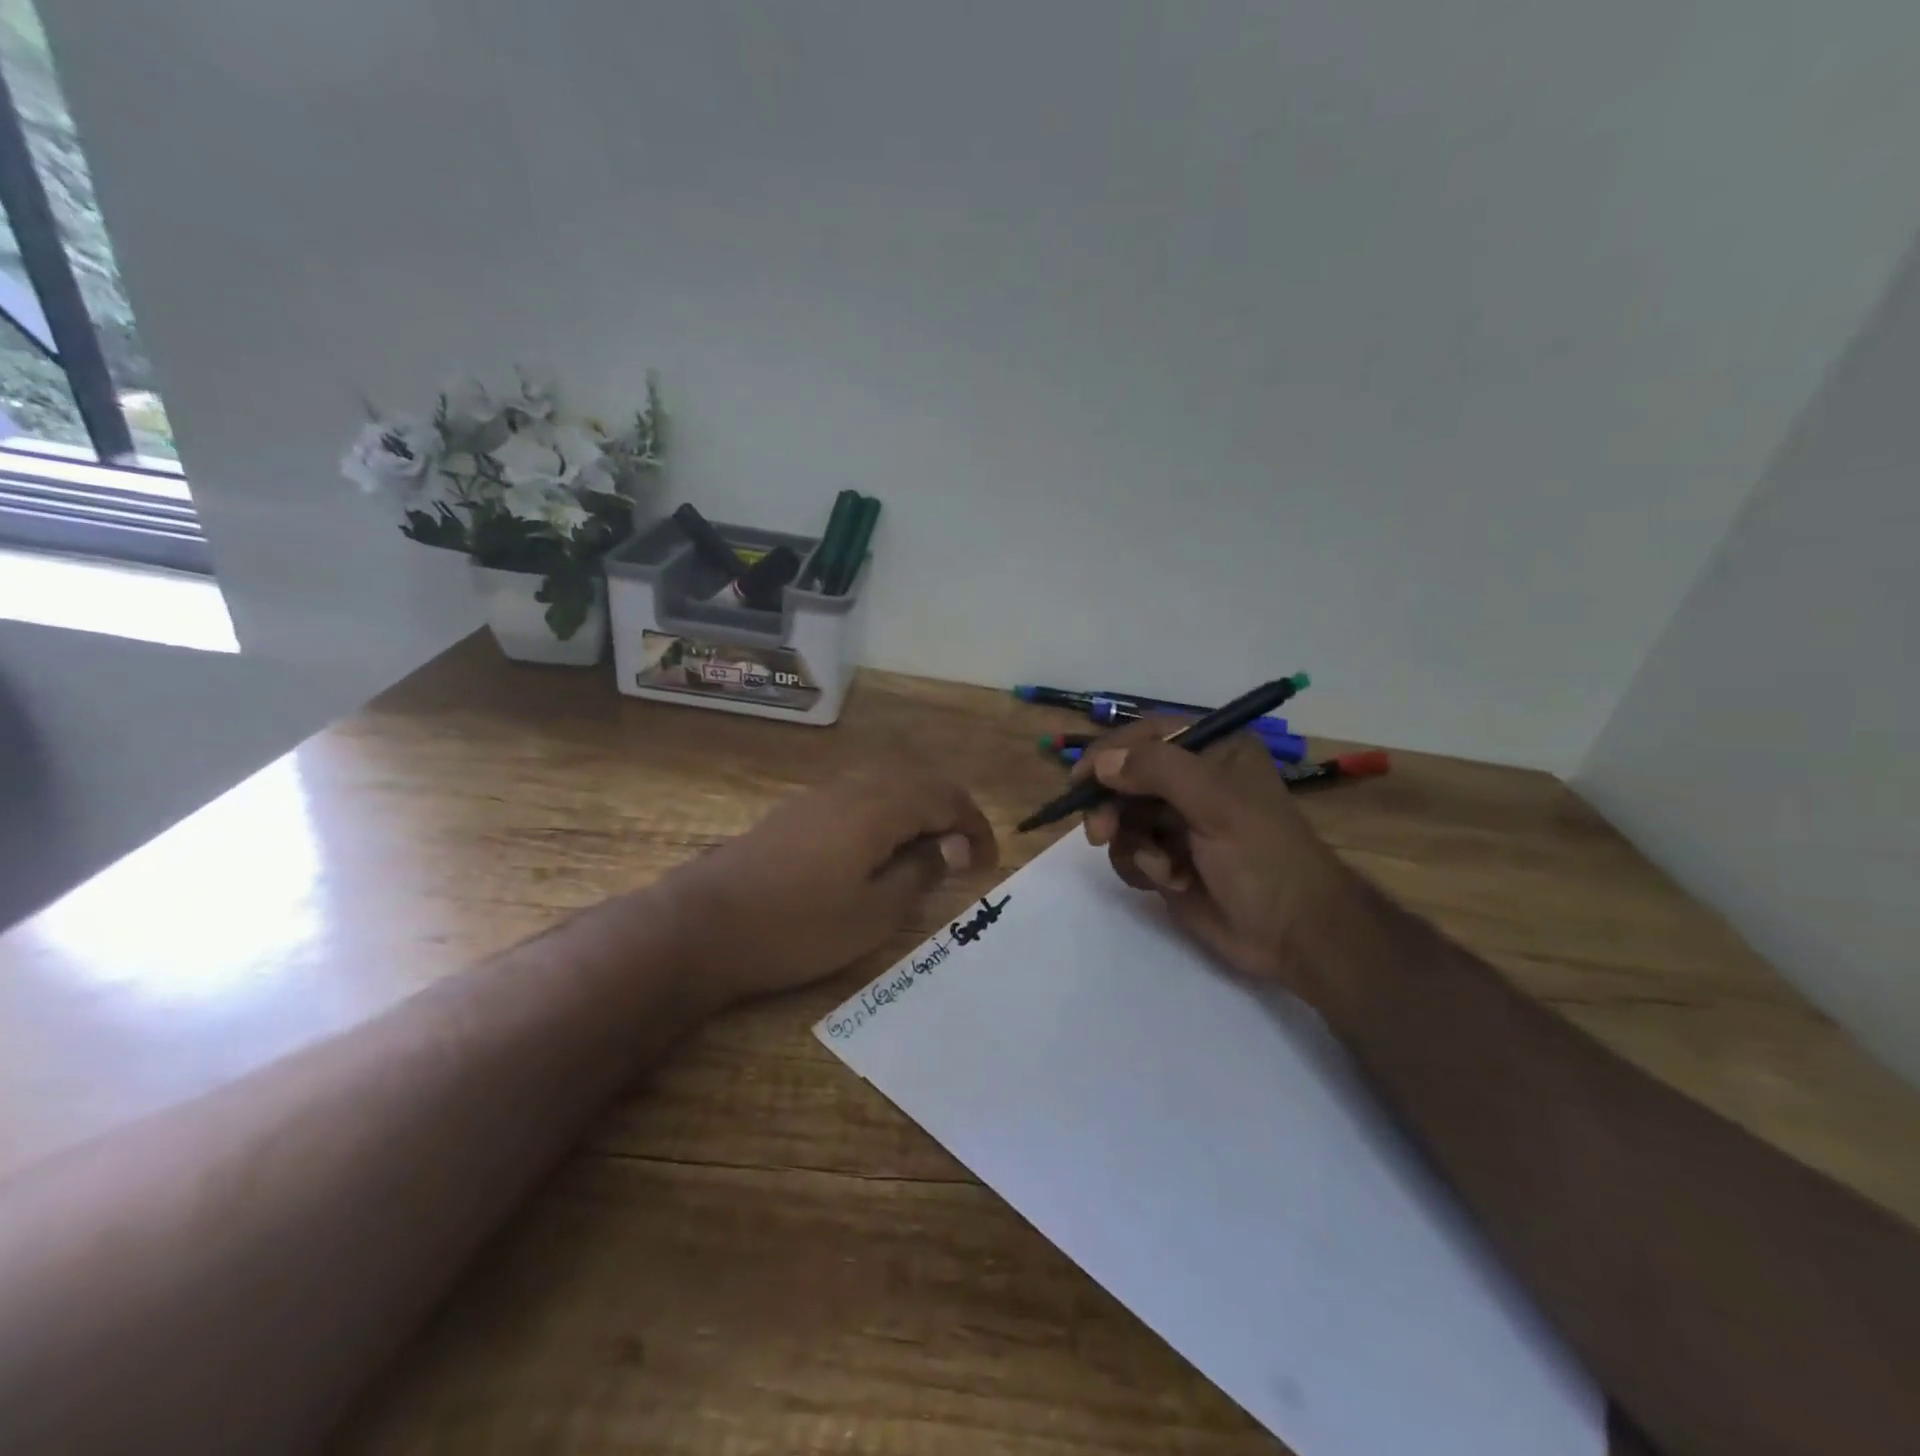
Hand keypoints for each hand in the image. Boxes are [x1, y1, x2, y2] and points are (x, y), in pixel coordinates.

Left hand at [665, 770, 998, 1009]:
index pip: (946, 799)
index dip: (976, 828)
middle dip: (950, 815)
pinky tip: (877, 854)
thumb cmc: (798, 926)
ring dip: (917, 814)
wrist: (703, 925)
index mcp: (879, 806)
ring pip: (887, 788)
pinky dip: (885, 818)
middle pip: (918, 784)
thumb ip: (920, 872)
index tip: (988, 866)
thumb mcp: (874, 912)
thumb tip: (949, 847)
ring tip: (926, 857)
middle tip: (964, 858)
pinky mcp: (796, 814)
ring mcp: (820, 798)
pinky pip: (859, 800)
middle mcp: (852, 788)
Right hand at [1076, 720, 1358, 1007]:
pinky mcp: (1169, 859)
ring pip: (1122, 818)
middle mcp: (1193, 781)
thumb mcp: (1216, 803)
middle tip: (1100, 833)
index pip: (1147, 735)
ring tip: (1158, 866)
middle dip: (1112, 807)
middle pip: (1125, 778)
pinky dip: (1142, 867)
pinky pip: (1130, 852)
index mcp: (1214, 751)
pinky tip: (1171, 881)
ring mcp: (1179, 822)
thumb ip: (1158, 771)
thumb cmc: (1263, 858)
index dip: (1110, 753)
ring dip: (1131, 843)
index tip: (1080, 778)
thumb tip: (1102, 763)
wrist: (1293, 934)